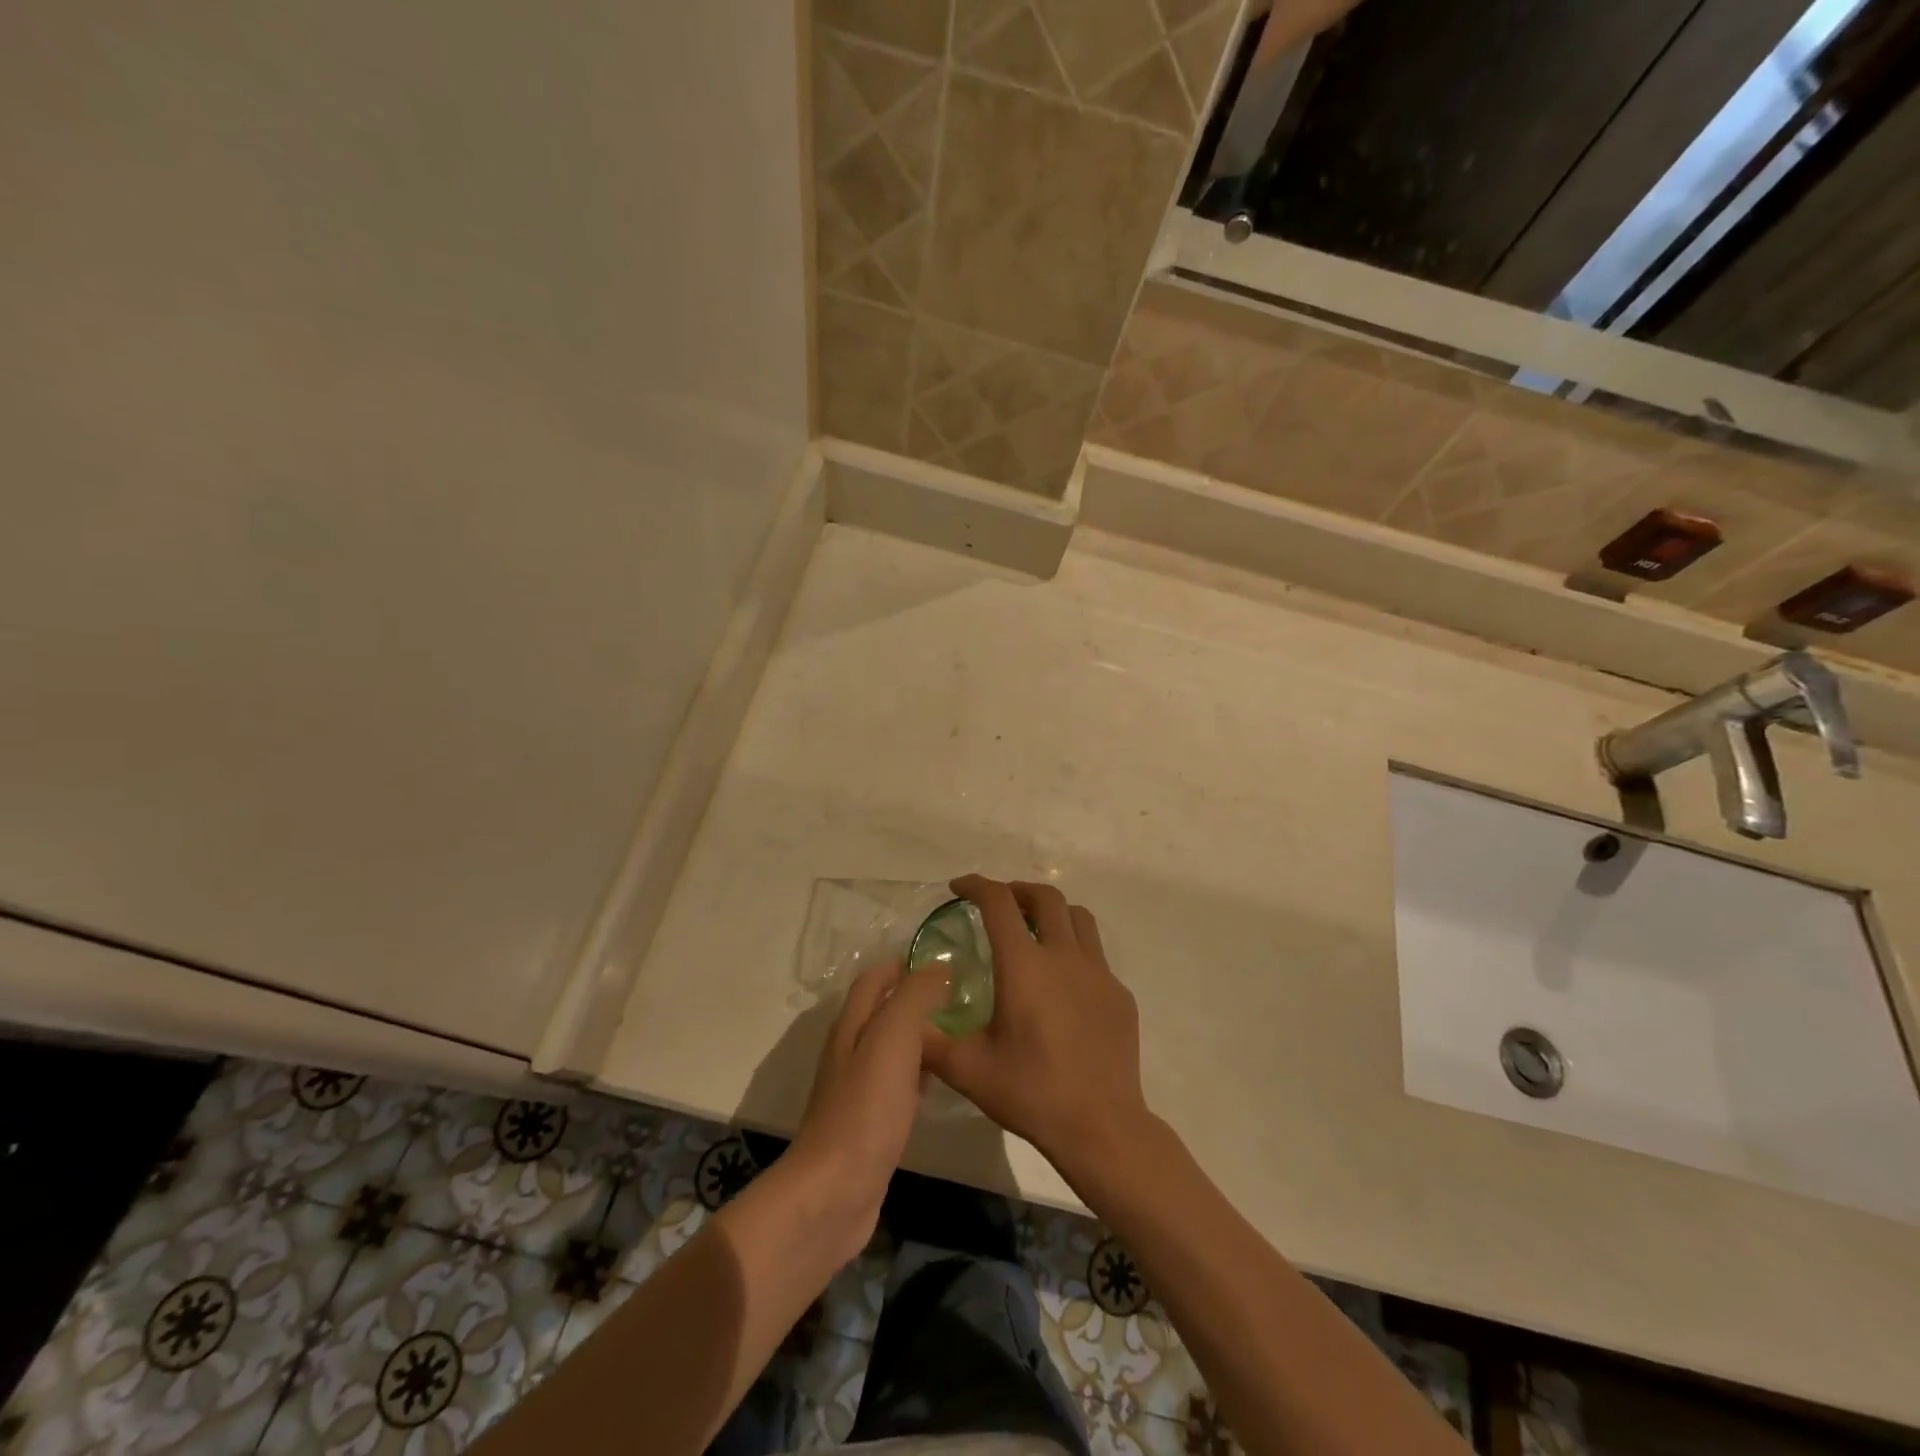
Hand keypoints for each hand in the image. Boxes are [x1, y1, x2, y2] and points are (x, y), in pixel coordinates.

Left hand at [788, 959, 950, 1255]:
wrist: (835, 1193)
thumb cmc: (865, 1109)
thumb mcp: (893, 1039)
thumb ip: (914, 998)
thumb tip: (937, 966)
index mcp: (851, 1026)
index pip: (873, 980)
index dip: (902, 965)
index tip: (943, 962)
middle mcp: (851, 1051)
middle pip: (882, 1011)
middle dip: (916, 998)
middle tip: (961, 996)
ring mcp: (858, 1090)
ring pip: (892, 1048)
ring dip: (920, 1034)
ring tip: (959, 1030)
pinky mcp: (870, 1123)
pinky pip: (897, 1083)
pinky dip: (919, 1071)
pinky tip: (940, 1080)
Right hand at [922, 876, 1152, 1177]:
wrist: (1102, 1127)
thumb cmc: (1032, 1093)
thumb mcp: (968, 1070)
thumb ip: (929, 1040)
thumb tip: (905, 1018)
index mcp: (1024, 966)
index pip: (999, 903)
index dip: (977, 885)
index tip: (959, 887)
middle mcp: (1064, 956)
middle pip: (1046, 897)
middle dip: (1018, 890)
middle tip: (999, 904)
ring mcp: (1099, 973)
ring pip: (1078, 918)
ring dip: (1053, 912)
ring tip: (1035, 929)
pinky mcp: (1120, 994)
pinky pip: (1096, 955)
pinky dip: (1074, 950)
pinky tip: (1063, 984)